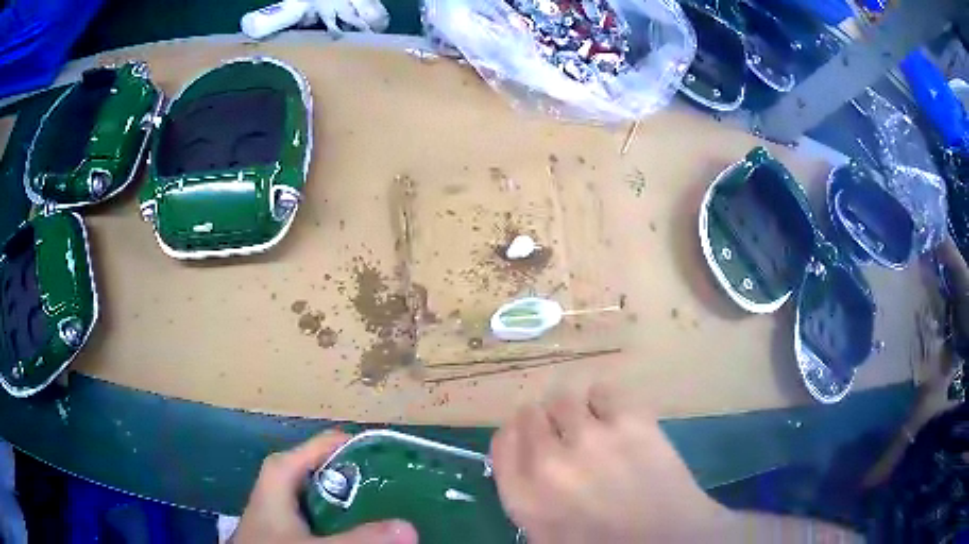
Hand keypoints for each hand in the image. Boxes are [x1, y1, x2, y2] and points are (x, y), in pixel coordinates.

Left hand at [232, 431, 417, 543]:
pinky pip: (327, 514)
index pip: (330, 444)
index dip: (365, 448)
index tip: (400, 460)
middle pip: (334, 470)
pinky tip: (366, 530)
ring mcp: (289, 503)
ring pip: (332, 494)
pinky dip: (347, 519)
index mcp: (283, 470)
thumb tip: (409, 528)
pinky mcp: (292, 523)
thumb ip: (357, 539)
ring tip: (395, 506)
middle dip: (369, 479)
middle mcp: (286, 480)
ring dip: (361, 502)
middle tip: (406, 488)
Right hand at [490, 385, 731, 542]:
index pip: (502, 442)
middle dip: (544, 424)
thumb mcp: (546, 534)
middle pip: (530, 415)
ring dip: (573, 411)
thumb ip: (527, 495)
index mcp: (524, 497)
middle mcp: (548, 462)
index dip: (517, 435)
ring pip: (564, 398)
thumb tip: (525, 458)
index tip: (530, 437)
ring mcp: (591, 438)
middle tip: (565, 435)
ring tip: (592, 425)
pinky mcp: (630, 422)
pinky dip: (605, 400)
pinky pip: (603, 390)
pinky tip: (615, 416)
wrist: (668, 540)